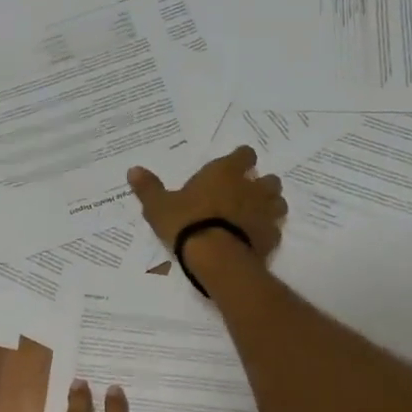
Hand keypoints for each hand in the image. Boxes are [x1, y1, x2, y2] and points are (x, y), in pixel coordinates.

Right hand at [126, 145, 286, 259]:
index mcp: (225, 173)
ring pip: (279, 202)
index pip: (245, 154)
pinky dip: (268, 233)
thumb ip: (148, 188)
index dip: (242, 158)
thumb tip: (133, 170)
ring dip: (271, 206)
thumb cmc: (186, 223)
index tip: (237, 164)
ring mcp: (265, 213)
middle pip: (269, 179)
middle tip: (247, 193)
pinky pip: (275, 231)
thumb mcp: (159, 206)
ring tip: (256, 215)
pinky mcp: (271, 237)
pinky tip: (256, 240)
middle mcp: (250, 188)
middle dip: (261, 184)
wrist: (216, 257)